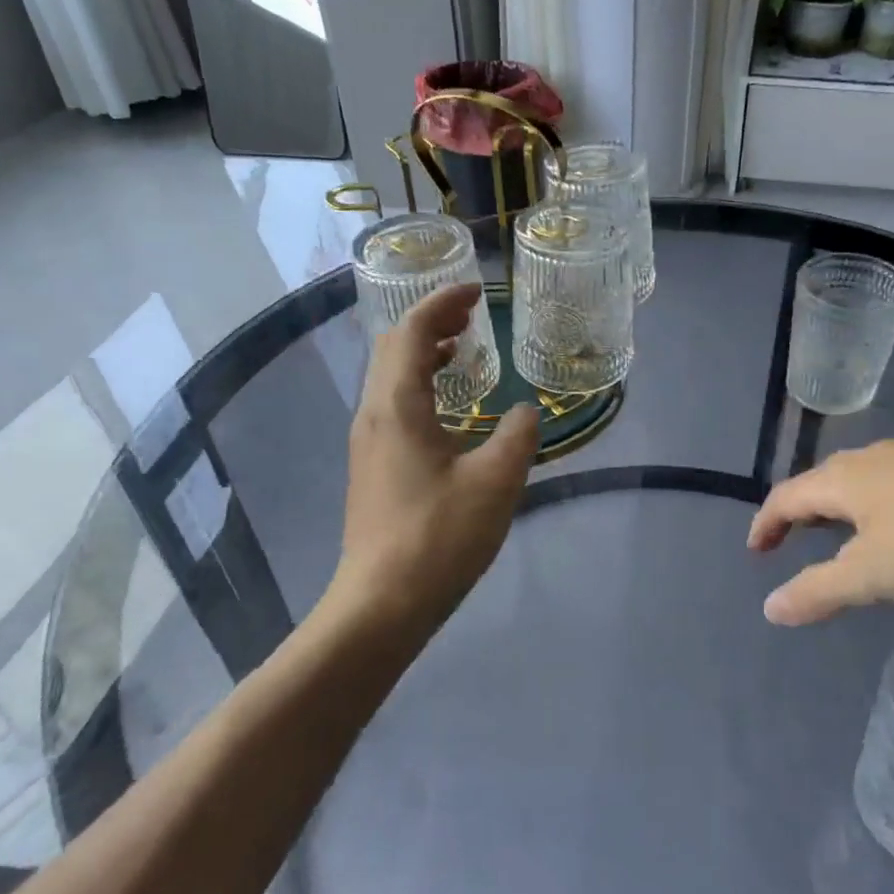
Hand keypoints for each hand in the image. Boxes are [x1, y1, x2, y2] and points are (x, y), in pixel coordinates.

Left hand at [331, 283, 538, 635]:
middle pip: (392, 349)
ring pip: (389, 379)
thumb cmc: (440, 536)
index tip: (475, 290)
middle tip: (470, 315)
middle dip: (429, 322)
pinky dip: (419, 387)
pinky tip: (448, 410)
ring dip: (422, 355)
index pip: (410, 332)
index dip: (441, 303)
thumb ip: (519, 435)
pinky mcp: (372, 469)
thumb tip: (527, 412)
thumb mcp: (497, 481)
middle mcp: (372, 416)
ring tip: (460, 350)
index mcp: (396, 406)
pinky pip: (392, 406)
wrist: (382, 602)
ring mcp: (367, 444)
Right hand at [747, 431, 893, 625]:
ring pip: (859, 478)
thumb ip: (818, 592)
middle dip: (801, 512)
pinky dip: (878, 501)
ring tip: (846, 531)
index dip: (766, 524)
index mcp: (839, 481)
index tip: (757, 550)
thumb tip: (770, 609)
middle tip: (796, 539)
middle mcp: (867, 459)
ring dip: (840, 506)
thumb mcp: (871, 573)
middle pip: (819, 483)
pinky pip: (893, 478)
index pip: (784, 498)